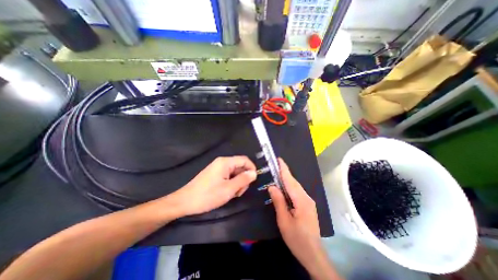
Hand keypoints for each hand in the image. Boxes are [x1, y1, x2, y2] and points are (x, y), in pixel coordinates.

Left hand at [165, 156, 256, 216]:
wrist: (185, 202)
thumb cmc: (207, 195)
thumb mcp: (229, 189)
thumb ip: (243, 179)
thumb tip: (254, 173)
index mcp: (225, 162)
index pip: (244, 160)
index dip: (251, 168)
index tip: (253, 181)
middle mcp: (222, 162)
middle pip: (240, 166)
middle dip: (243, 178)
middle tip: (239, 192)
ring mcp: (218, 168)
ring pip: (235, 173)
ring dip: (238, 183)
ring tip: (233, 194)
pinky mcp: (215, 174)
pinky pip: (229, 176)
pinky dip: (232, 184)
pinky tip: (228, 193)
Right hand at [269, 160, 328, 275]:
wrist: (313, 253)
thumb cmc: (296, 238)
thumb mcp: (284, 220)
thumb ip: (278, 201)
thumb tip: (272, 186)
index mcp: (301, 200)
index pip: (290, 181)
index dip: (284, 169)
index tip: (279, 159)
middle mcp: (306, 198)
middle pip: (294, 182)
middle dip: (285, 172)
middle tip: (276, 164)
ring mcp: (308, 201)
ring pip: (296, 186)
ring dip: (287, 179)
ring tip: (278, 173)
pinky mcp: (308, 205)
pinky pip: (297, 192)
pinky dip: (290, 186)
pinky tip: (284, 187)